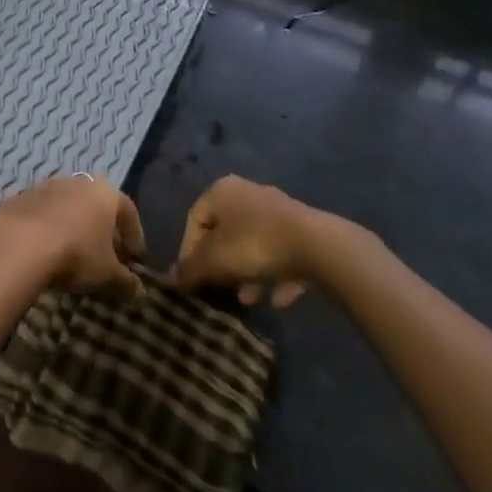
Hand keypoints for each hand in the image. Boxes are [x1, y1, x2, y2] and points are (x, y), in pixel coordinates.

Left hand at [0, 175, 145, 297]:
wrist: (20, 244)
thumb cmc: (76, 255)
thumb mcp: (108, 275)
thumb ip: (126, 282)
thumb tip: (140, 292)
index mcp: (105, 193)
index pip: (128, 211)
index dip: (134, 235)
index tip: (135, 257)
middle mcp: (78, 182)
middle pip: (96, 205)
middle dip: (103, 228)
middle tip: (105, 253)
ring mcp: (46, 186)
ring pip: (68, 206)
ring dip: (74, 224)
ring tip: (73, 251)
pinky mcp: (20, 197)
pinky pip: (42, 212)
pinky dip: (48, 227)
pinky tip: (46, 248)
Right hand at [174, 175, 370, 309]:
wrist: (319, 246)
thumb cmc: (255, 245)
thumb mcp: (214, 261)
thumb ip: (190, 270)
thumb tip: (172, 279)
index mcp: (221, 191)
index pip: (194, 220)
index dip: (188, 252)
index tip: (192, 279)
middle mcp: (248, 193)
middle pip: (225, 233)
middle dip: (221, 265)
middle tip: (220, 289)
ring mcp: (280, 211)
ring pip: (254, 245)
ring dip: (248, 274)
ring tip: (248, 300)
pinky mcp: (305, 230)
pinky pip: (282, 255)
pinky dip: (277, 276)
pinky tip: (277, 300)